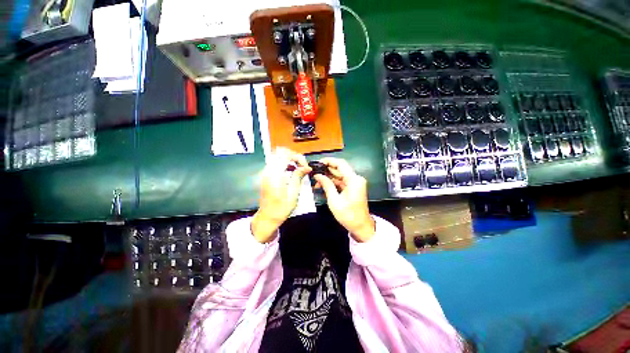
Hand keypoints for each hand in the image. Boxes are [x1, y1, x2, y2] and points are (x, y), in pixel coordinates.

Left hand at [252, 148, 310, 242]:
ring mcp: (265, 172)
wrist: (267, 217)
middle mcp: (268, 170)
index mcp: (275, 174)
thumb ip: (298, 176)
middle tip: (302, 166)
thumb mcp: (293, 193)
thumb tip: (307, 167)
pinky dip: (285, 163)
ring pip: (277, 156)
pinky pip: (275, 163)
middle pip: (280, 153)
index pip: (286, 155)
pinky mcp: (266, 175)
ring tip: (299, 168)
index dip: (298, 158)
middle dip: (294, 156)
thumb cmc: (281, 208)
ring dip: (289, 159)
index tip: (306, 167)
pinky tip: (291, 171)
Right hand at [314, 158, 374, 241]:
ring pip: (340, 175)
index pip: (341, 164)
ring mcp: (355, 183)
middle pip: (340, 169)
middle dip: (326, 170)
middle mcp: (356, 178)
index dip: (329, 161)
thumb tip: (317, 175)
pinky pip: (342, 181)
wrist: (361, 226)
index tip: (318, 162)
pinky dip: (333, 182)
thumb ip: (327, 185)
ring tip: (316, 181)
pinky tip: (323, 185)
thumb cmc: (348, 215)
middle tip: (314, 172)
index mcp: (354, 180)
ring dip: (328, 177)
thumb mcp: (334, 200)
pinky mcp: (353, 187)